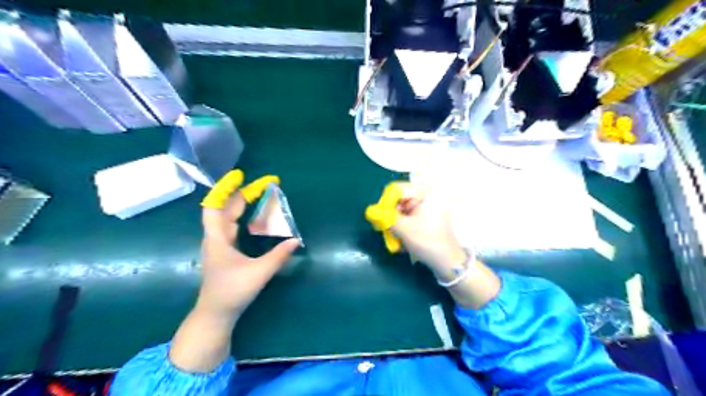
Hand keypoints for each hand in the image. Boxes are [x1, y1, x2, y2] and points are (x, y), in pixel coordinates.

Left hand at [197, 169, 298, 318]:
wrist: (216, 314)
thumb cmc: (232, 292)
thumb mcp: (258, 273)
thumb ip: (278, 256)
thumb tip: (296, 241)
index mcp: (218, 238)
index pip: (215, 206)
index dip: (225, 189)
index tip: (240, 176)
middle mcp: (216, 238)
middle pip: (225, 209)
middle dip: (242, 194)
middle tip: (262, 185)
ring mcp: (219, 245)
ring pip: (227, 218)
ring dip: (241, 205)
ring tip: (258, 196)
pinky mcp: (224, 253)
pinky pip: (231, 227)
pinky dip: (242, 217)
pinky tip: (253, 218)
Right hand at [371, 181, 467, 276]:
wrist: (448, 262)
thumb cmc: (427, 241)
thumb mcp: (403, 228)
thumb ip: (385, 217)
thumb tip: (369, 211)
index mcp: (425, 193)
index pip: (397, 188)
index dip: (386, 201)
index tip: (380, 216)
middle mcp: (428, 196)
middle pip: (400, 199)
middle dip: (390, 213)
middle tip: (384, 228)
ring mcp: (429, 207)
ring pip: (403, 209)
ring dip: (395, 222)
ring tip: (393, 236)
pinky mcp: (428, 218)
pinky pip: (410, 217)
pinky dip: (403, 226)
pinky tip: (401, 239)